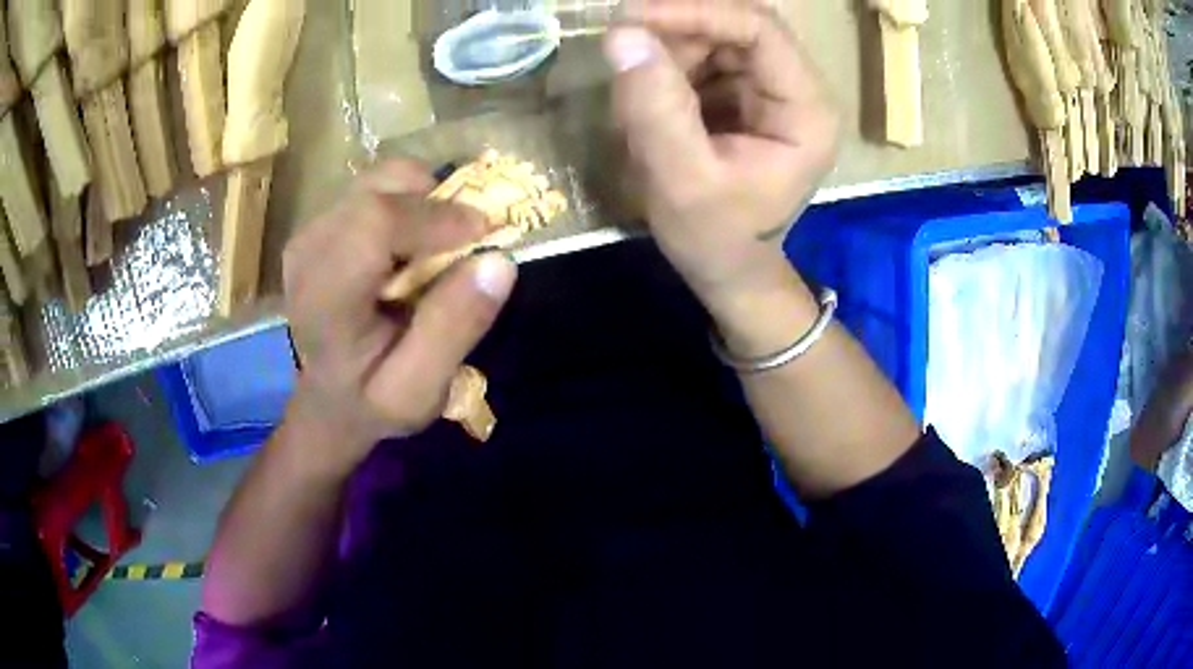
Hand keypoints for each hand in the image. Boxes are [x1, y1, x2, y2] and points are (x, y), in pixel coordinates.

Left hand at [280, 161, 517, 476]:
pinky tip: (412, 244)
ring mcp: (311, 230)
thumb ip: (453, 330)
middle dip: (437, 206)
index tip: (484, 235)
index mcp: (324, 298)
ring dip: (425, 201)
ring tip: (438, 248)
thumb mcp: (420, 390)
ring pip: (383, 178)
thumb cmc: (374, 400)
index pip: (374, 222)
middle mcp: (308, 250)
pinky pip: (378, 186)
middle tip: (468, 244)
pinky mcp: (322, 221)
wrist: (330, 398)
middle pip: (381, 190)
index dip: (436, 217)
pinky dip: (411, 202)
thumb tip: (499, 261)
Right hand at [603, 0, 839, 313]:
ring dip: (666, 58)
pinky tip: (651, 111)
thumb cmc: (715, 237)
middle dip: (674, 37)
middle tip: (624, 62)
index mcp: (806, 111)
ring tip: (637, 105)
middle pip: (734, 28)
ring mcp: (770, 89)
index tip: (631, 20)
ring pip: (712, 40)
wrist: (727, 268)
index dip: (697, 13)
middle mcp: (796, 89)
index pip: (760, 30)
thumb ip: (655, 108)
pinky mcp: (744, 95)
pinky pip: (700, 60)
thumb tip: (623, 35)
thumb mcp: (681, 180)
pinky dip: (666, 73)